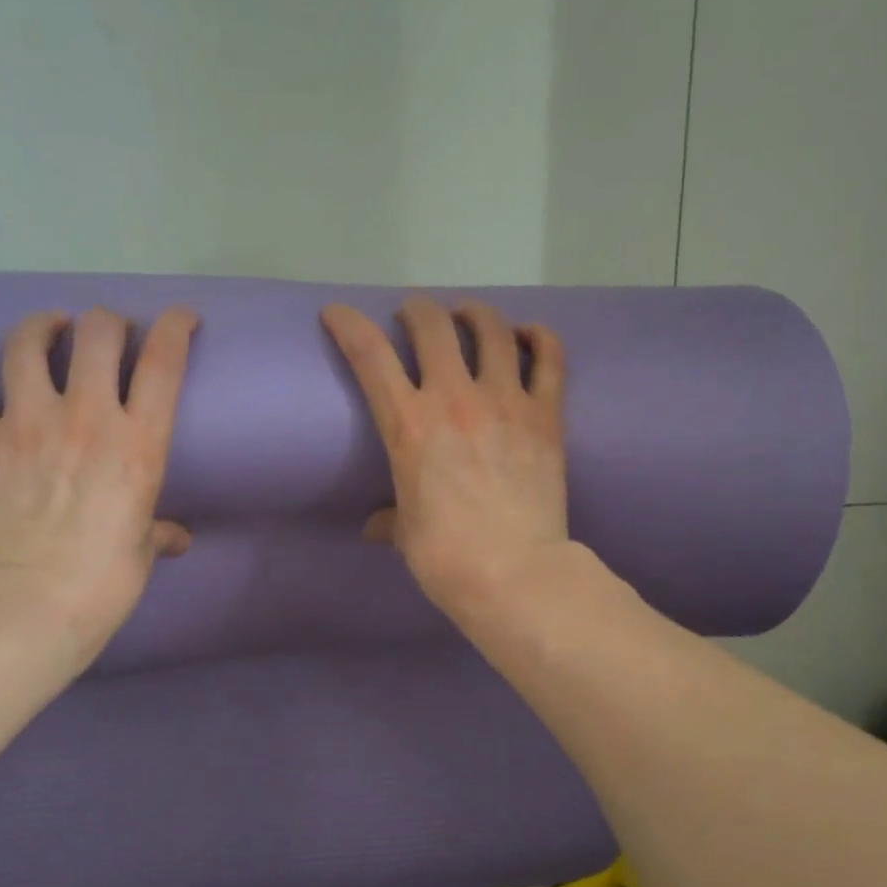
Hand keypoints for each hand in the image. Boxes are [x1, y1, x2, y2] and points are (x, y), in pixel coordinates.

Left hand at [0, 306, 196, 666]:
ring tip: (49, 327)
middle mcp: (87, 417)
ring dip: (41, 326)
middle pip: (97, 334)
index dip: (174, 326)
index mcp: (139, 442)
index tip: (180, 320)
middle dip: (107, 323)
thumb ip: (158, 532)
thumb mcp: (143, 551)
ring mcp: (28, 424)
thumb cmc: (105, 582)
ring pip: (29, 345)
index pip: (164, 361)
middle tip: (107, 334)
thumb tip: (175, 538)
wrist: (32, 605)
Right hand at [322, 296, 567, 621]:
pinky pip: (549, 358)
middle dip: (417, 311)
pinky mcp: (546, 416)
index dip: (348, 324)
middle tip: (413, 317)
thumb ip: (389, 519)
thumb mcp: (405, 534)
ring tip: (468, 317)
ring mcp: (505, 402)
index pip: (370, 356)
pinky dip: (539, 337)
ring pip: (492, 330)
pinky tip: (528, 335)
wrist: (514, 574)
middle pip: (433, 326)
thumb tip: (375, 526)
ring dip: (474, 314)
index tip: (337, 313)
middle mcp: (454, 399)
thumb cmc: (446, 558)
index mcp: (409, 426)